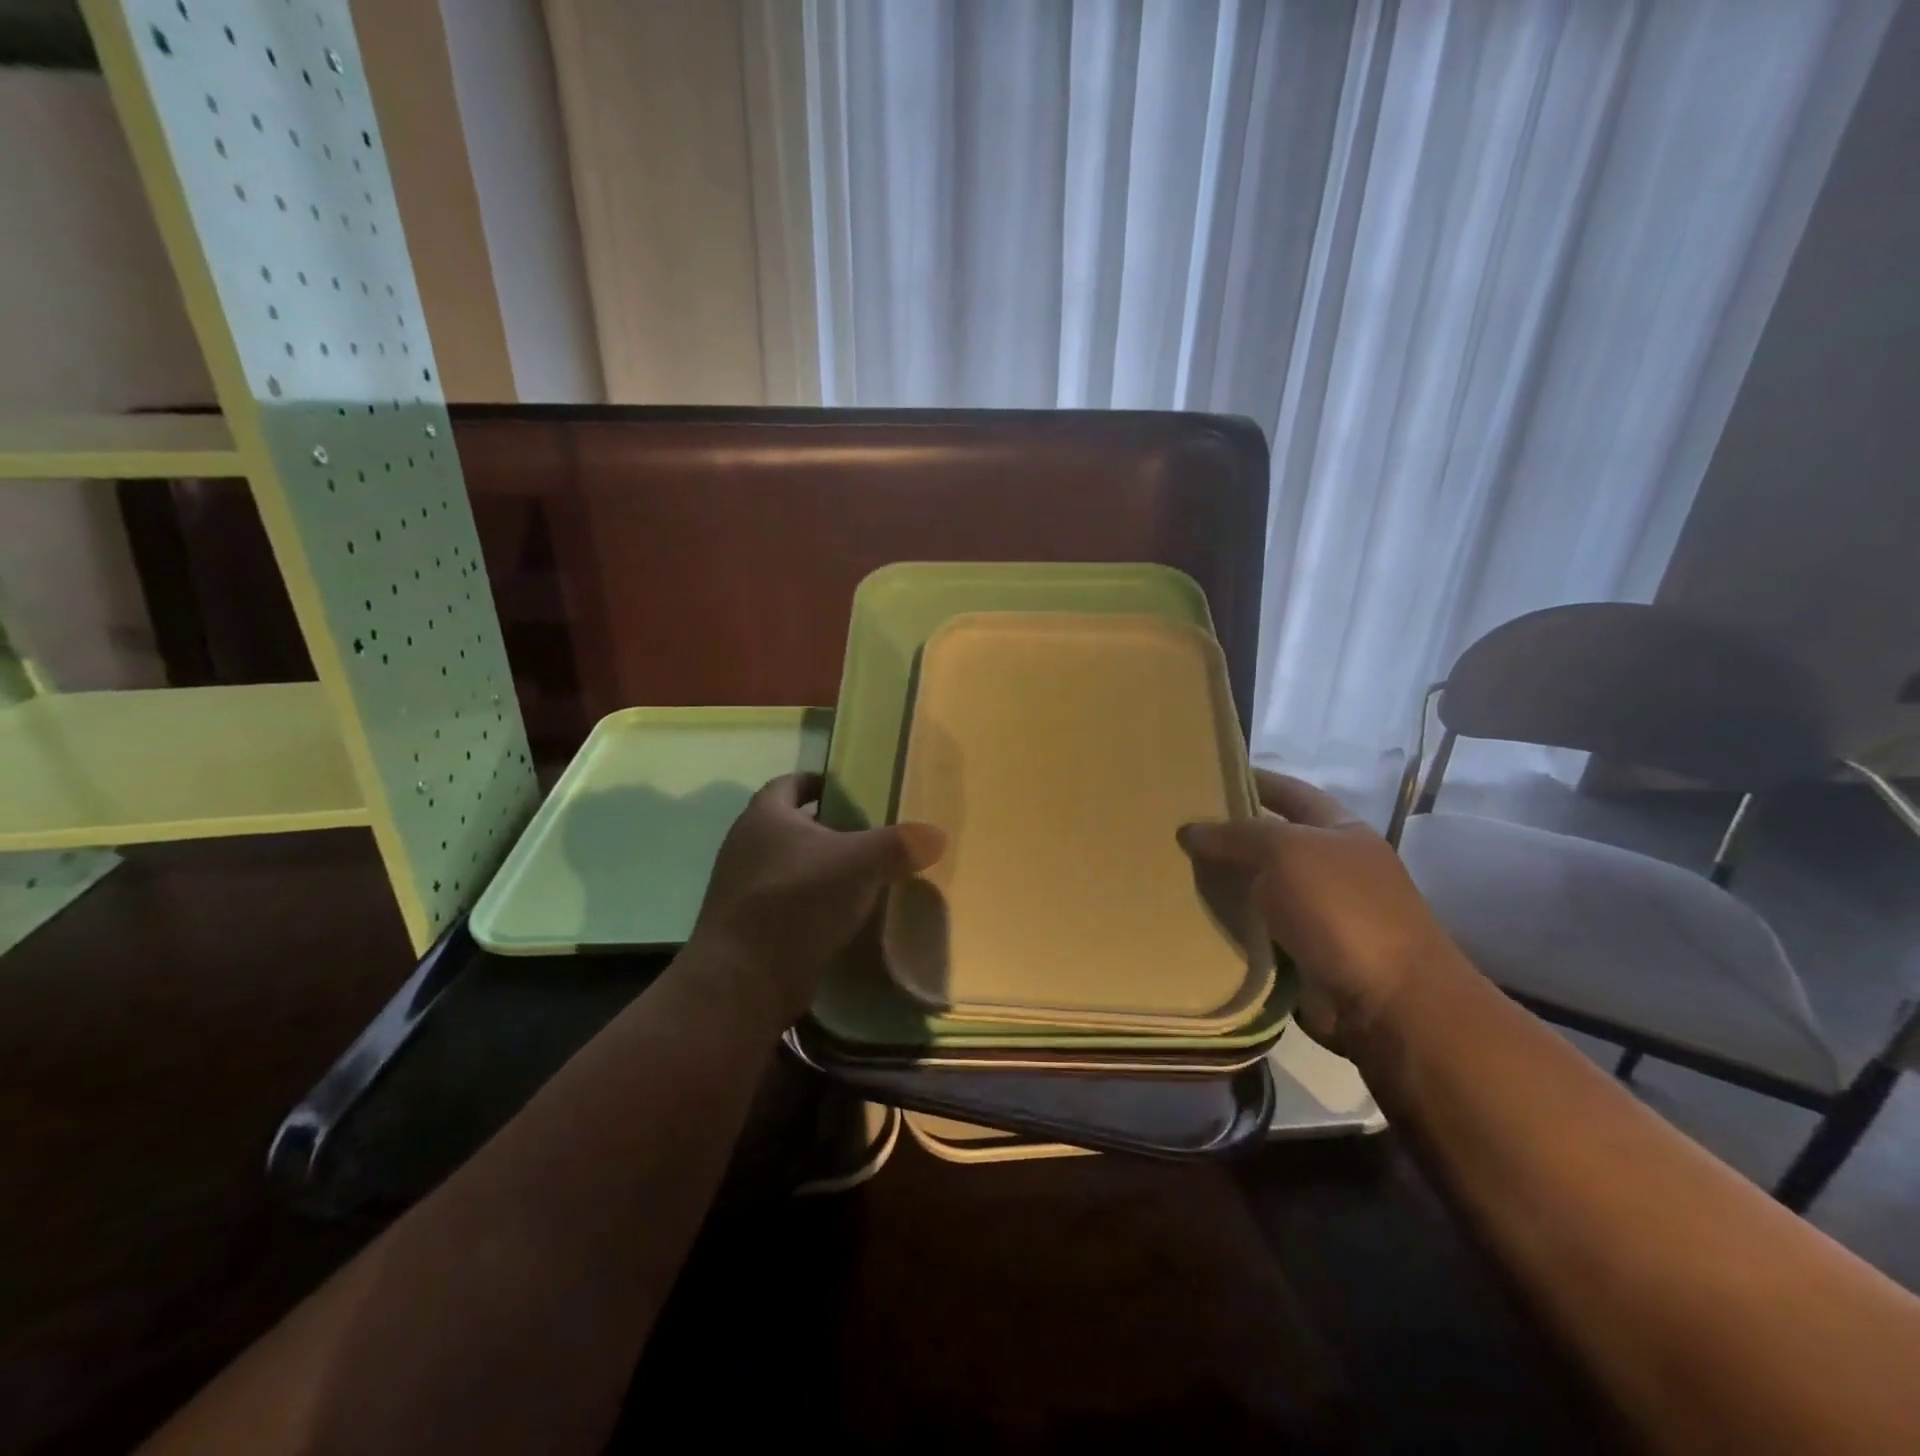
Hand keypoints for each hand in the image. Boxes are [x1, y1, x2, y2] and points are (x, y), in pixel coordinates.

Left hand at [692, 772, 945, 1023]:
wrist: (743, 980)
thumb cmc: (797, 901)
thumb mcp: (860, 864)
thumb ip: (899, 845)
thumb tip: (937, 834)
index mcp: (765, 816)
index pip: (790, 782)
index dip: (818, 781)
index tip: (848, 787)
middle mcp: (745, 845)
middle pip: (789, 825)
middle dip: (826, 827)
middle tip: (867, 834)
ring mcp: (741, 888)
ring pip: (788, 866)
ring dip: (819, 869)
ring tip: (861, 876)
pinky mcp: (746, 927)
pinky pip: (785, 903)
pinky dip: (810, 903)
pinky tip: (841, 917)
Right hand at [1179, 769, 1452, 1050]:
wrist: (1389, 1003)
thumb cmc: (1343, 909)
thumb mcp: (1286, 852)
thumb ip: (1235, 835)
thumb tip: (1189, 830)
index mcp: (1339, 830)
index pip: (1289, 792)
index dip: (1252, 780)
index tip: (1205, 776)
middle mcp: (1330, 866)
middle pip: (1268, 841)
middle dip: (1225, 835)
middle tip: (1171, 829)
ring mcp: (1317, 913)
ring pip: (1256, 888)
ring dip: (1220, 884)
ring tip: (1167, 872)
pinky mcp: (1301, 954)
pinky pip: (1254, 930)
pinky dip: (1227, 925)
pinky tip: (1188, 917)